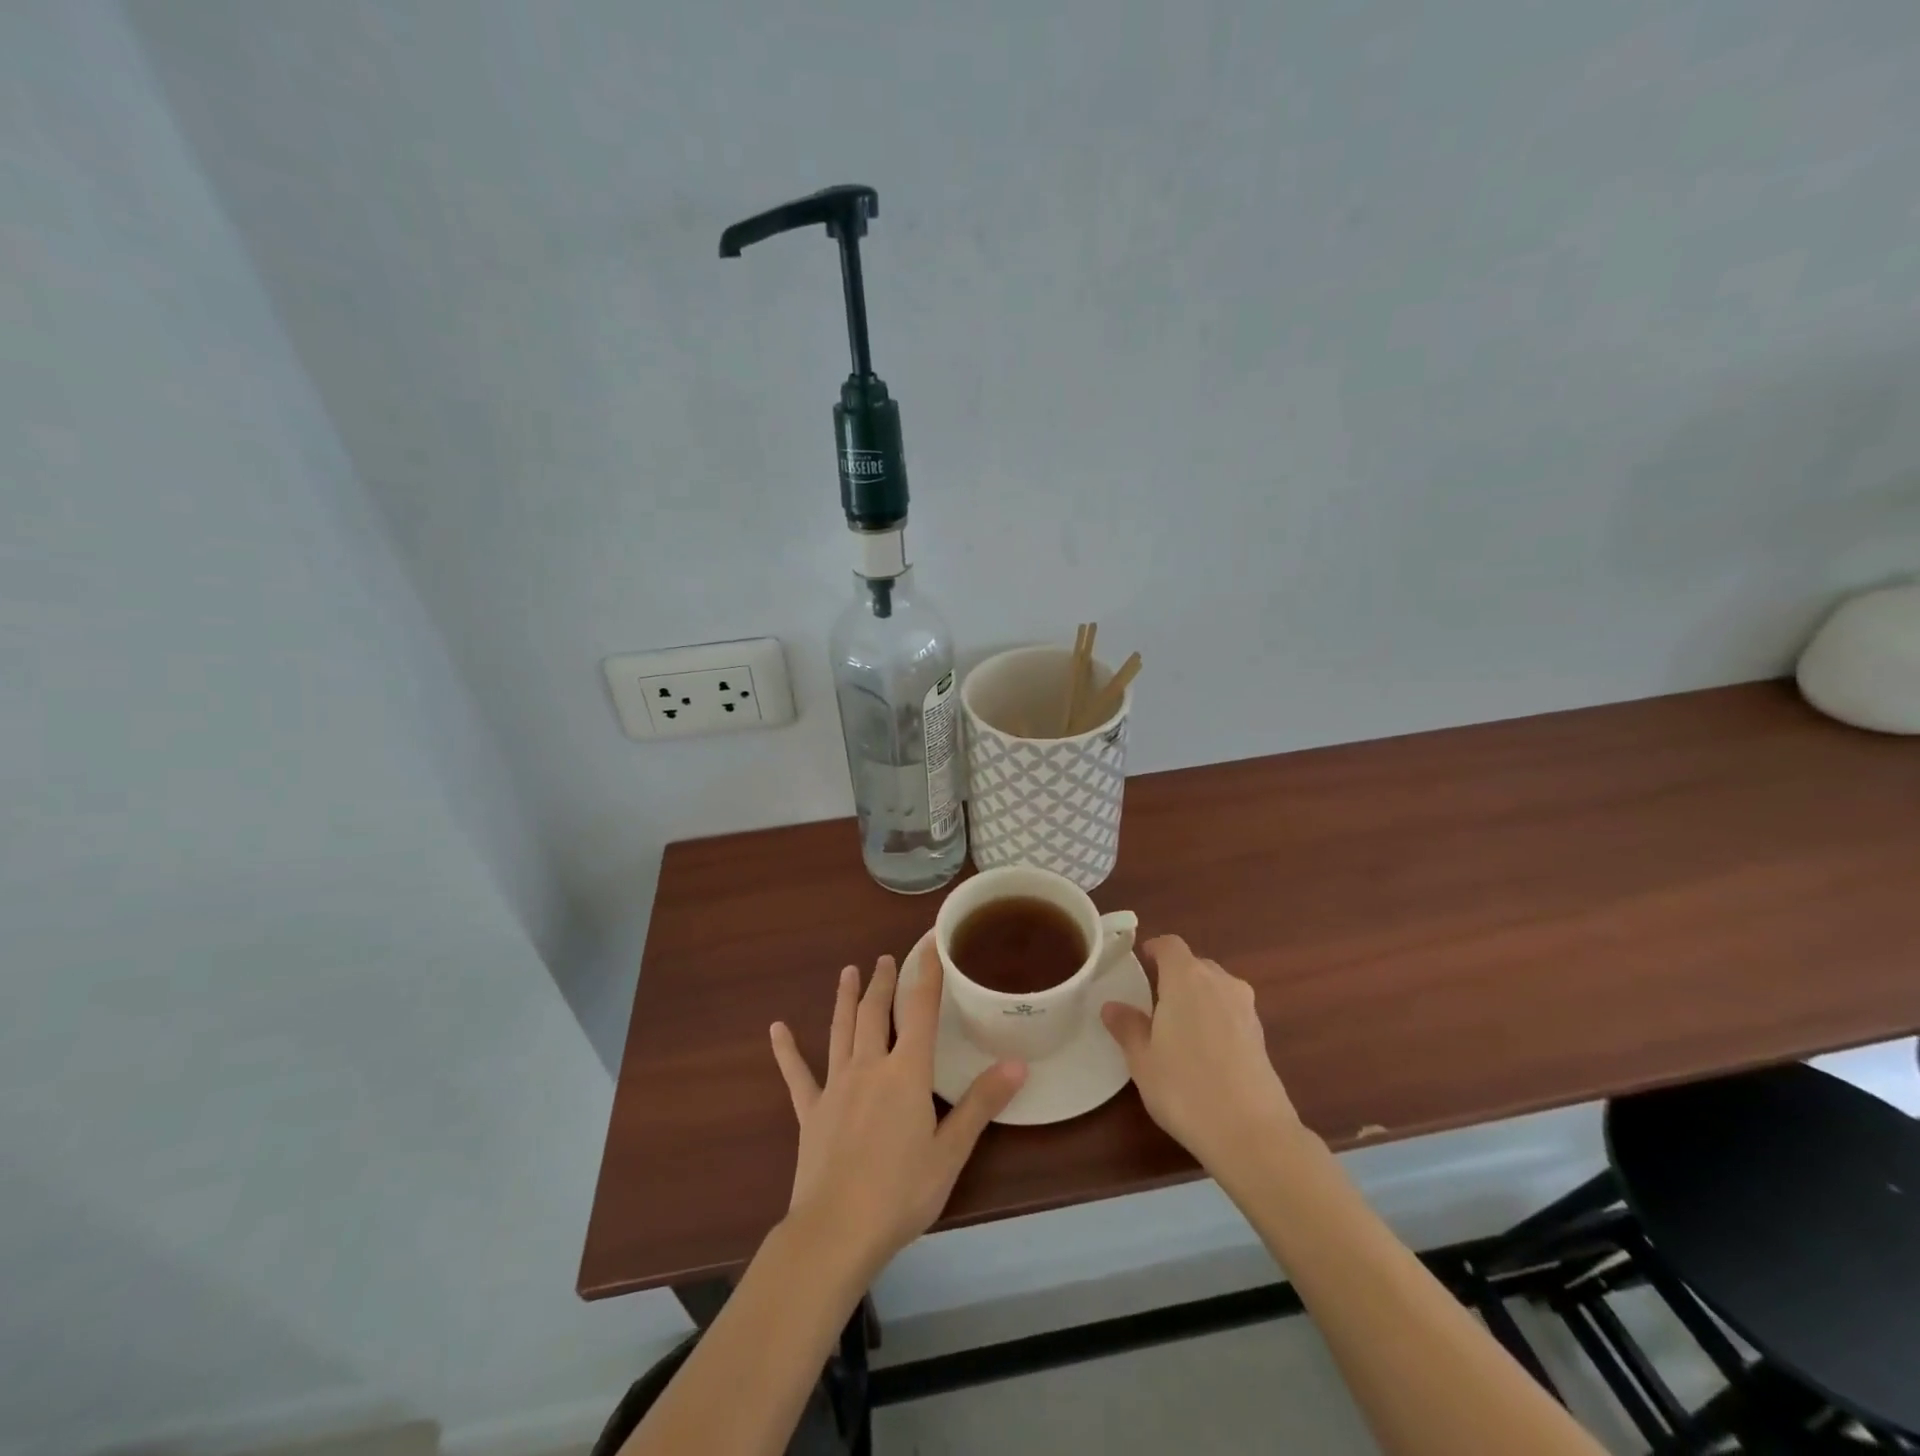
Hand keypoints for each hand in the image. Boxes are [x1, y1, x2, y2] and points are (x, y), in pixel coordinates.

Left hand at [769, 950, 1026, 1272]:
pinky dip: (787, 1050)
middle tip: (886, 957)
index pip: (921, 1010)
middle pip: (876, 1012)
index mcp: (906, 1072)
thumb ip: (982, 1103)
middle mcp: (869, 1066)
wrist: (836, 1231)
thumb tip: (1017, 1064)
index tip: (930, 942)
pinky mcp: (810, 1111)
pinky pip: (797, 1074)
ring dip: (845, 999)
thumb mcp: (951, 1151)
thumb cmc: (901, 1192)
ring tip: (848, 972)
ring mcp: (835, 1086)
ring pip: (841, 1031)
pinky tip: (777, 1028)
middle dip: (883, 982)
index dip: (927, 972)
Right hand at [1102, 935, 1300, 1175]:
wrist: (1252, 1133)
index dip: (1154, 948)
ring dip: (1198, 998)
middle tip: (1154, 1000)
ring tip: (1178, 1027)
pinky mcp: (1261, 1036)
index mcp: (1186, 978)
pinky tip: (1204, 1051)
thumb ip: (1127, 1027)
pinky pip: (1231, 1012)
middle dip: (1175, 975)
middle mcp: (1220, 983)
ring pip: (1216, 988)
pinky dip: (1216, 1020)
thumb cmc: (1185, 1087)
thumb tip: (1112, 1006)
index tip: (1140, 960)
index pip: (1170, 945)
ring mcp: (1246, 1009)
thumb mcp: (1142, 1059)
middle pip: (1195, 964)